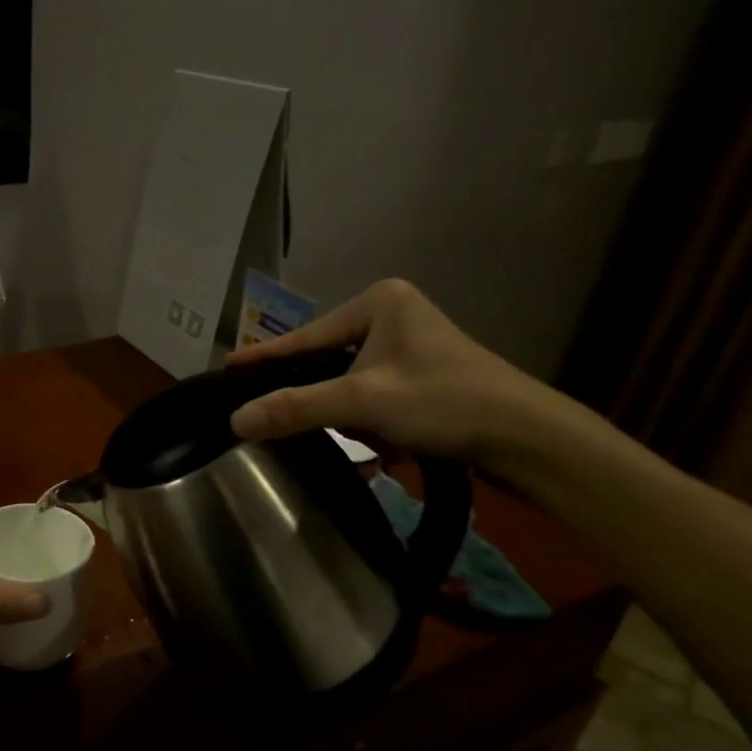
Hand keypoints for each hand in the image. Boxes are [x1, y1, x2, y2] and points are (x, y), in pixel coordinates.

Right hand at [227, 278, 577, 476]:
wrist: (526, 437)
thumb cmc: (444, 401)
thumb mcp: (362, 402)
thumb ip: (295, 409)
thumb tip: (235, 421)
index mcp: (378, 303)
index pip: (304, 338)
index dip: (264, 359)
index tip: (225, 369)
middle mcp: (392, 316)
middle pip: (325, 362)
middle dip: (318, 400)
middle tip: (278, 422)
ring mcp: (409, 348)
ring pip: (348, 385)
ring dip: (350, 419)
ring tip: (362, 440)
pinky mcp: (422, 378)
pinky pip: (373, 399)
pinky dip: (371, 425)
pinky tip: (384, 447)